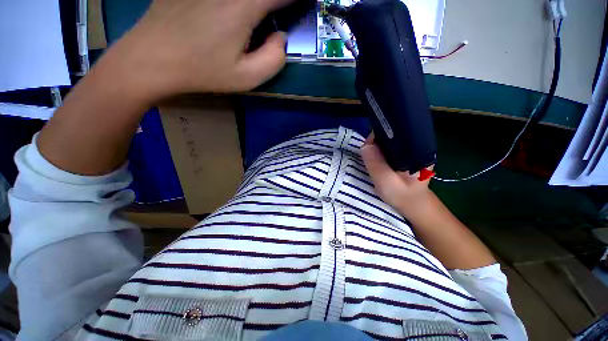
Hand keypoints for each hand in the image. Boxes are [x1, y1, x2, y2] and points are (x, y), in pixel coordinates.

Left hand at [107, 0, 291, 99]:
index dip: (295, 0)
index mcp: (243, 6)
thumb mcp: (247, 78)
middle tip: (277, 15)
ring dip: (257, 5)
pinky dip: (239, 4)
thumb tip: (281, 37)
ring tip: (257, 18)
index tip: (300, 8)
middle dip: (275, 4)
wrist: (153, 59)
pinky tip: (233, 15)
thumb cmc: (203, 71)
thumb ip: (275, 59)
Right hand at [360, 134, 433, 215]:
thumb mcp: (386, 181)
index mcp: (416, 148)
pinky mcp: (404, 155)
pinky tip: (376, 159)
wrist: (413, 204)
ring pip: (388, 141)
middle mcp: (415, 145)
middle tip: (367, 155)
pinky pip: (388, 148)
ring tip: (370, 157)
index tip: (368, 147)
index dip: (378, 136)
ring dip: (376, 147)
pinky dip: (379, 151)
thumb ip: (375, 164)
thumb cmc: (402, 195)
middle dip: (375, 142)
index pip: (395, 131)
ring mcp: (410, 149)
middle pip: (390, 134)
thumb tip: (365, 145)